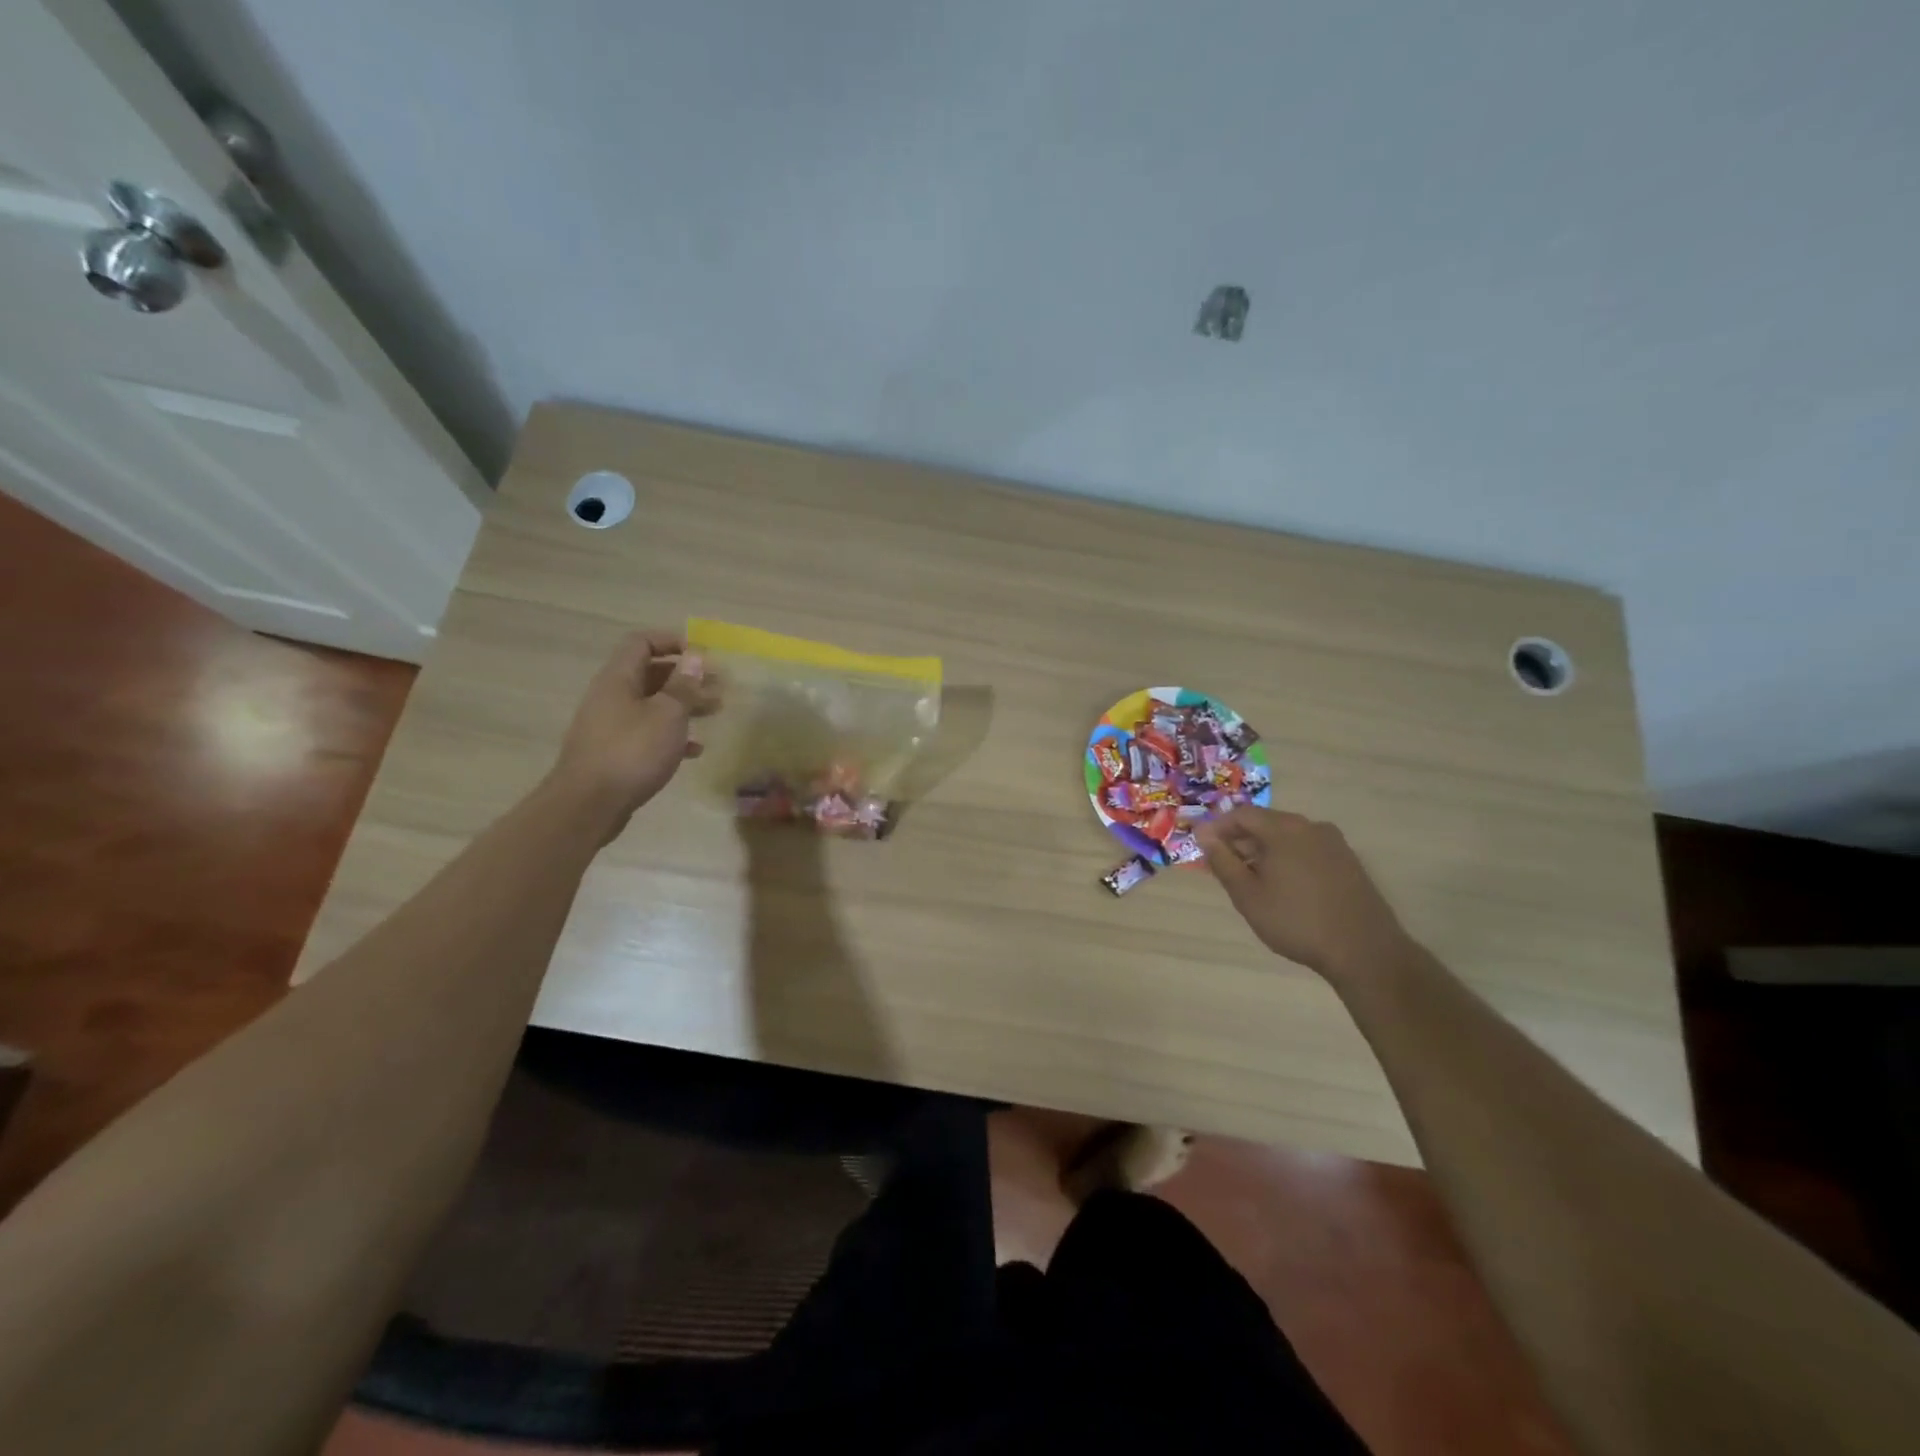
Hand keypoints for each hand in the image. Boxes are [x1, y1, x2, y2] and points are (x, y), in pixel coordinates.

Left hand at [550, 630, 716, 837]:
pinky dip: (672, 735)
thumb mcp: (667, 714)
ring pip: (652, 704)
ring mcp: (611, 725)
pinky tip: (694, 750)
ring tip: (715, 712)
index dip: (672, 641)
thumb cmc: (632, 752)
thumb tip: (694, 657)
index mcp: (619, 679)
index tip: (703, 655)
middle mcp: (611, 696)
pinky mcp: (615, 752)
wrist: (588, 805)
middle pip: (651, 674)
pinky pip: (647, 732)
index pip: (642, 642)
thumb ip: (683, 685)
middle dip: (686, 677)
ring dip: (684, 705)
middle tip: (719, 687)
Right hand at [1195, 807, 1412, 978]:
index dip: (1217, 827)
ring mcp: (1334, 843)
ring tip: (1252, 879)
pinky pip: (1307, 849)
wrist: (1365, 951)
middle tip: (1224, 865)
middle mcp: (1310, 827)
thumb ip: (1222, 861)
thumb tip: (1204, 834)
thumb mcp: (1247, 895)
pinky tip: (1284, 886)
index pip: (1241, 814)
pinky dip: (1288, 858)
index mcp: (1284, 829)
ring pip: (1288, 836)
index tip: (1202, 847)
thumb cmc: (1296, 921)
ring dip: (1264, 850)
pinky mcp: (1348, 862)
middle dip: (1240, 839)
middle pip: (1266, 822)